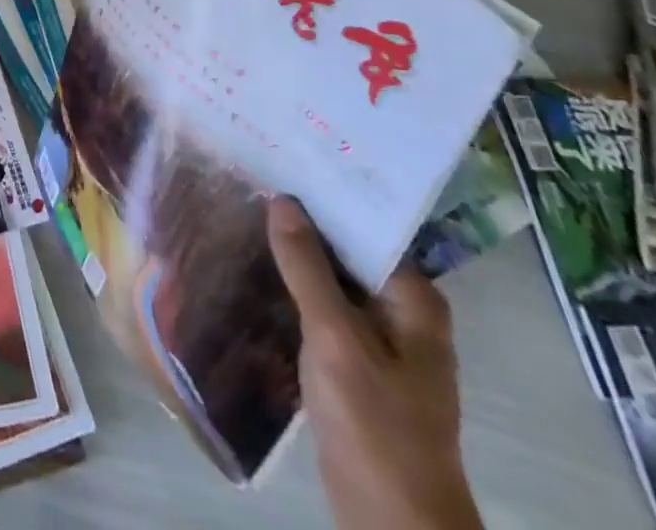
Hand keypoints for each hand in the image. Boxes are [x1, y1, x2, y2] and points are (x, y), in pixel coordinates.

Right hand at [267, 197, 483, 529]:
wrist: (392, 521)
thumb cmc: (375, 423)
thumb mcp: (335, 338)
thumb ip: (307, 268)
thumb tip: (282, 200)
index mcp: (413, 300)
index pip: (364, 227)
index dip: (322, 195)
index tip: (278, 162)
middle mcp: (400, 311)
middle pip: (346, 251)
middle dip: (301, 222)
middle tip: (250, 179)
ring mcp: (377, 339)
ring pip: (330, 280)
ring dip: (293, 255)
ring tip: (242, 212)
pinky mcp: (353, 362)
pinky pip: (320, 308)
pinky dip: (292, 288)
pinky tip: (253, 268)